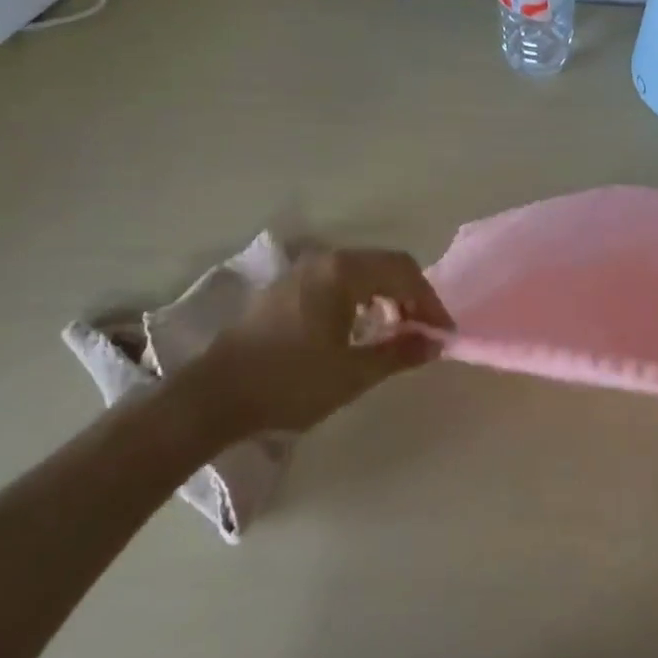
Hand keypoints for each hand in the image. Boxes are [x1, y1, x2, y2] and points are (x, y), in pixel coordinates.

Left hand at [172, 248, 454, 443]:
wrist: (215, 397)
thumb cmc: (290, 383)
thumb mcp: (353, 373)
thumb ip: (399, 353)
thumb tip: (434, 344)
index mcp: (342, 272)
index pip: (404, 272)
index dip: (430, 302)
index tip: (442, 334)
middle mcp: (324, 260)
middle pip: (384, 265)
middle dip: (411, 296)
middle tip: (423, 332)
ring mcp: (301, 271)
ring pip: (361, 271)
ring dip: (386, 296)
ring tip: (395, 332)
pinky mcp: (287, 287)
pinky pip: (338, 280)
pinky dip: (361, 298)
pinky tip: (360, 329)